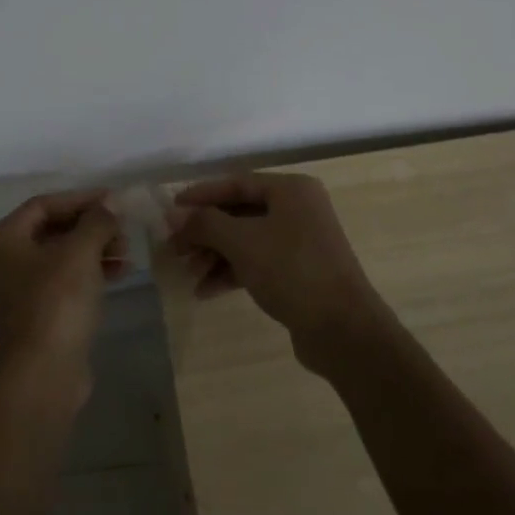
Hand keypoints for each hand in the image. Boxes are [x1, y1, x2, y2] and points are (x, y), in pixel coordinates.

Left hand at [0, 189, 124, 382]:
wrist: (44, 374)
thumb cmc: (56, 301)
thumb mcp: (80, 251)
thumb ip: (97, 221)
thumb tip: (110, 204)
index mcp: (3, 239)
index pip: (44, 204)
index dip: (81, 199)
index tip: (114, 200)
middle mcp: (5, 260)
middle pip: (53, 229)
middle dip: (91, 227)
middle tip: (123, 230)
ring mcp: (20, 289)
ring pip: (63, 256)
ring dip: (95, 249)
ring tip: (127, 253)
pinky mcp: (38, 314)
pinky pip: (66, 281)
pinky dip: (91, 272)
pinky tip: (120, 272)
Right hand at [169, 173, 389, 371]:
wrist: (343, 330)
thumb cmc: (292, 271)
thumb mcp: (242, 242)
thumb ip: (205, 223)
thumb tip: (173, 214)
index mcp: (291, 190)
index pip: (236, 184)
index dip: (201, 195)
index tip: (170, 209)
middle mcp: (298, 209)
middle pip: (239, 213)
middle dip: (205, 231)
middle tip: (174, 248)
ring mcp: (300, 242)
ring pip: (246, 240)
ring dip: (215, 254)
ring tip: (187, 273)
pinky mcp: (299, 272)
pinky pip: (257, 263)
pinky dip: (232, 272)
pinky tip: (206, 291)